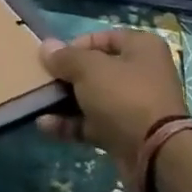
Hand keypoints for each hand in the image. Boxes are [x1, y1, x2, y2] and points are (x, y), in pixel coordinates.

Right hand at [38, 28, 187, 167]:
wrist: (155, 154)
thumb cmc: (124, 96)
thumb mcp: (89, 69)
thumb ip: (65, 57)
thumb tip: (46, 47)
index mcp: (141, 48)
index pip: (102, 38)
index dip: (74, 46)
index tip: (53, 59)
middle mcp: (140, 73)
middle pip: (95, 69)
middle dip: (66, 77)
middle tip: (42, 82)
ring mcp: (132, 105)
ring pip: (91, 98)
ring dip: (63, 102)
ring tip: (37, 104)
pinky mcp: (124, 133)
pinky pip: (92, 123)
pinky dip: (70, 124)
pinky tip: (45, 126)